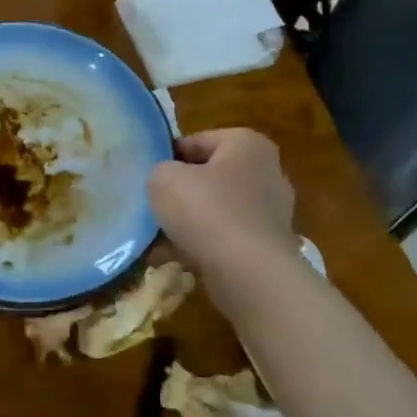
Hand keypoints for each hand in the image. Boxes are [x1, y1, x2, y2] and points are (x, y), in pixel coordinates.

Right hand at [148, 129, 296, 281]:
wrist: (249, 275)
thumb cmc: (207, 211)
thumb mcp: (163, 179)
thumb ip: (159, 170)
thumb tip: (166, 181)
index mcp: (247, 144)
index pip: (195, 141)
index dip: (166, 157)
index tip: (146, 177)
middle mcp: (267, 172)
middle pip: (208, 176)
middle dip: (180, 192)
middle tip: (150, 206)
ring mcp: (271, 212)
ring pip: (214, 210)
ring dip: (187, 222)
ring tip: (156, 237)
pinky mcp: (267, 247)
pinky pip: (224, 238)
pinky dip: (200, 246)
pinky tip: (171, 258)